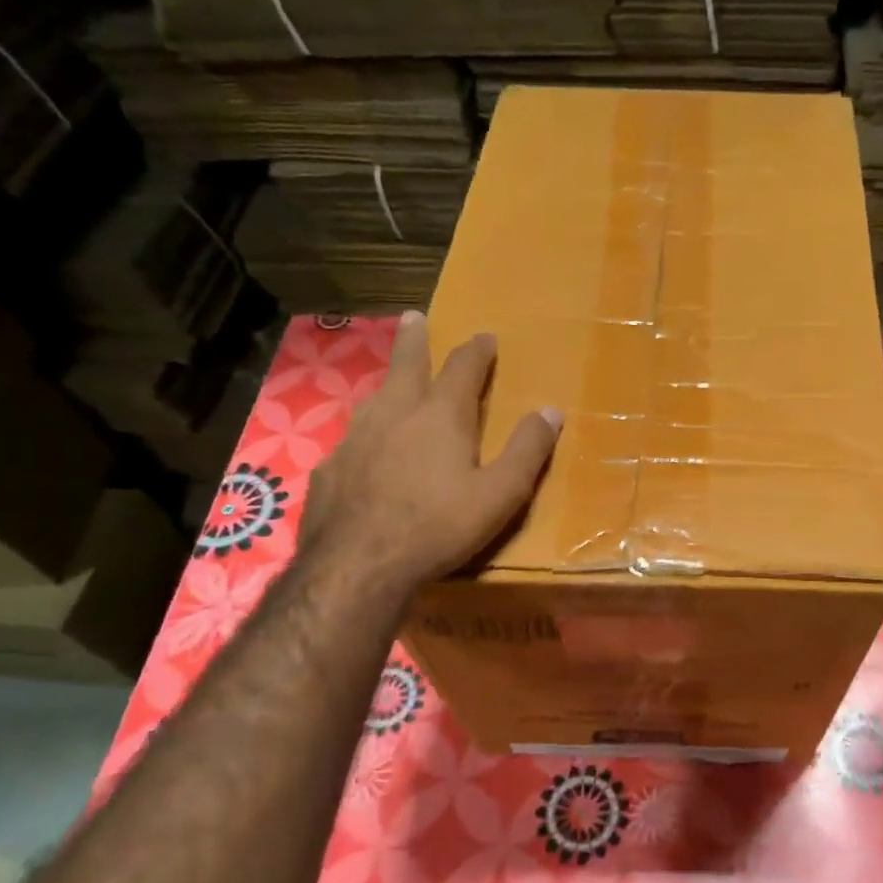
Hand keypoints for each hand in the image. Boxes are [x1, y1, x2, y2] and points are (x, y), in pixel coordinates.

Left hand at [297, 312, 560, 588]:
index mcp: (441, 416)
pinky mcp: (331, 467)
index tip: (484, 336)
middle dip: (415, 340)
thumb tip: (551, 411)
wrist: (358, 565)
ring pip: (375, 398)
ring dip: (389, 383)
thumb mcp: (501, 493)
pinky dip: (367, 433)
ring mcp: (356, 438)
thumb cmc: (439, 527)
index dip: (476, 351)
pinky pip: (353, 438)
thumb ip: (528, 450)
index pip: (463, 369)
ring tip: (394, 383)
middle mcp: (395, 414)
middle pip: (406, 365)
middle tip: (413, 317)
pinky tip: (366, 452)